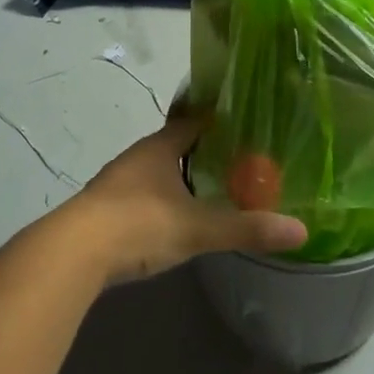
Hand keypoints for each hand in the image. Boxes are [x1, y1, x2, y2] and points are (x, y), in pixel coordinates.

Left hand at [63, 112, 307, 282]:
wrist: (72, 253)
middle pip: (174, 145)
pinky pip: (142, 195)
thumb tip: (301, 231)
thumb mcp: (197, 228)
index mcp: (159, 148)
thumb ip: (246, 228)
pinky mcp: (105, 210)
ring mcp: (117, 183)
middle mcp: (137, 158)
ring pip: (156, 171)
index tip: (245, 122)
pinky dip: (162, 199)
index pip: (193, 121)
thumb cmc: (138, 224)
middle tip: (238, 159)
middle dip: (202, 150)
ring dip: (180, 177)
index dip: (218, 120)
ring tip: (210, 188)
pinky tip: (174, 217)